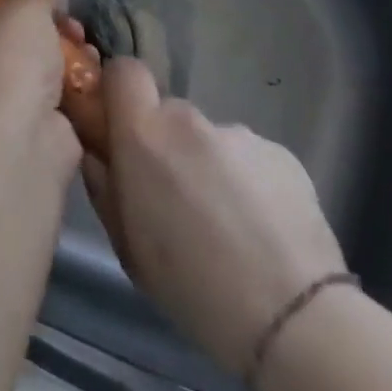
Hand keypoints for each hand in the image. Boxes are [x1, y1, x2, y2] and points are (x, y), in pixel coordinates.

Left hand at [0, 0, 87, 133]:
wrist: (23, 138)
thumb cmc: (7, 60)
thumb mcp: (24, 6)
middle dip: (34, 23)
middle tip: (62, 16)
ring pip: (24, 64)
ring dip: (57, 50)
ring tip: (83, 41)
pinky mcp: (18, 126)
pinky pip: (44, 93)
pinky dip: (67, 82)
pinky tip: (91, 68)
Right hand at [82, 57, 346, 376]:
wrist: (294, 319)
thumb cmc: (190, 285)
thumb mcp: (125, 242)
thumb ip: (103, 183)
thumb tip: (97, 152)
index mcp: (143, 134)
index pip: (123, 71)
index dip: (119, 92)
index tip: (121, 127)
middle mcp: (189, 121)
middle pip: (167, 113)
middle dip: (166, 144)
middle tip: (176, 197)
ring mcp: (240, 134)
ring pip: (209, 140)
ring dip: (208, 167)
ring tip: (227, 224)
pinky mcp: (283, 154)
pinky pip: (249, 159)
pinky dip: (248, 183)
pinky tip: (261, 230)